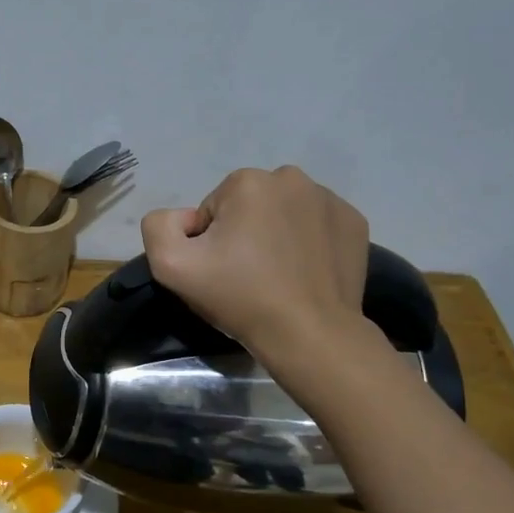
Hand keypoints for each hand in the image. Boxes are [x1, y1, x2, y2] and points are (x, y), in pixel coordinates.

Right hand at [140, 166, 373, 360]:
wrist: (309, 333)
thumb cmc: (240, 296)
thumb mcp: (171, 265)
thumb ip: (159, 226)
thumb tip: (184, 218)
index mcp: (248, 182)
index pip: (213, 209)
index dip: (209, 242)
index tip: (221, 271)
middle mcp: (292, 178)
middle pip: (249, 206)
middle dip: (243, 233)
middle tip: (246, 275)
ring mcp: (330, 199)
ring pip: (284, 213)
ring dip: (275, 235)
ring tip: (277, 276)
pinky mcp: (355, 223)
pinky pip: (316, 225)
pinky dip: (307, 242)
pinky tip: (304, 272)